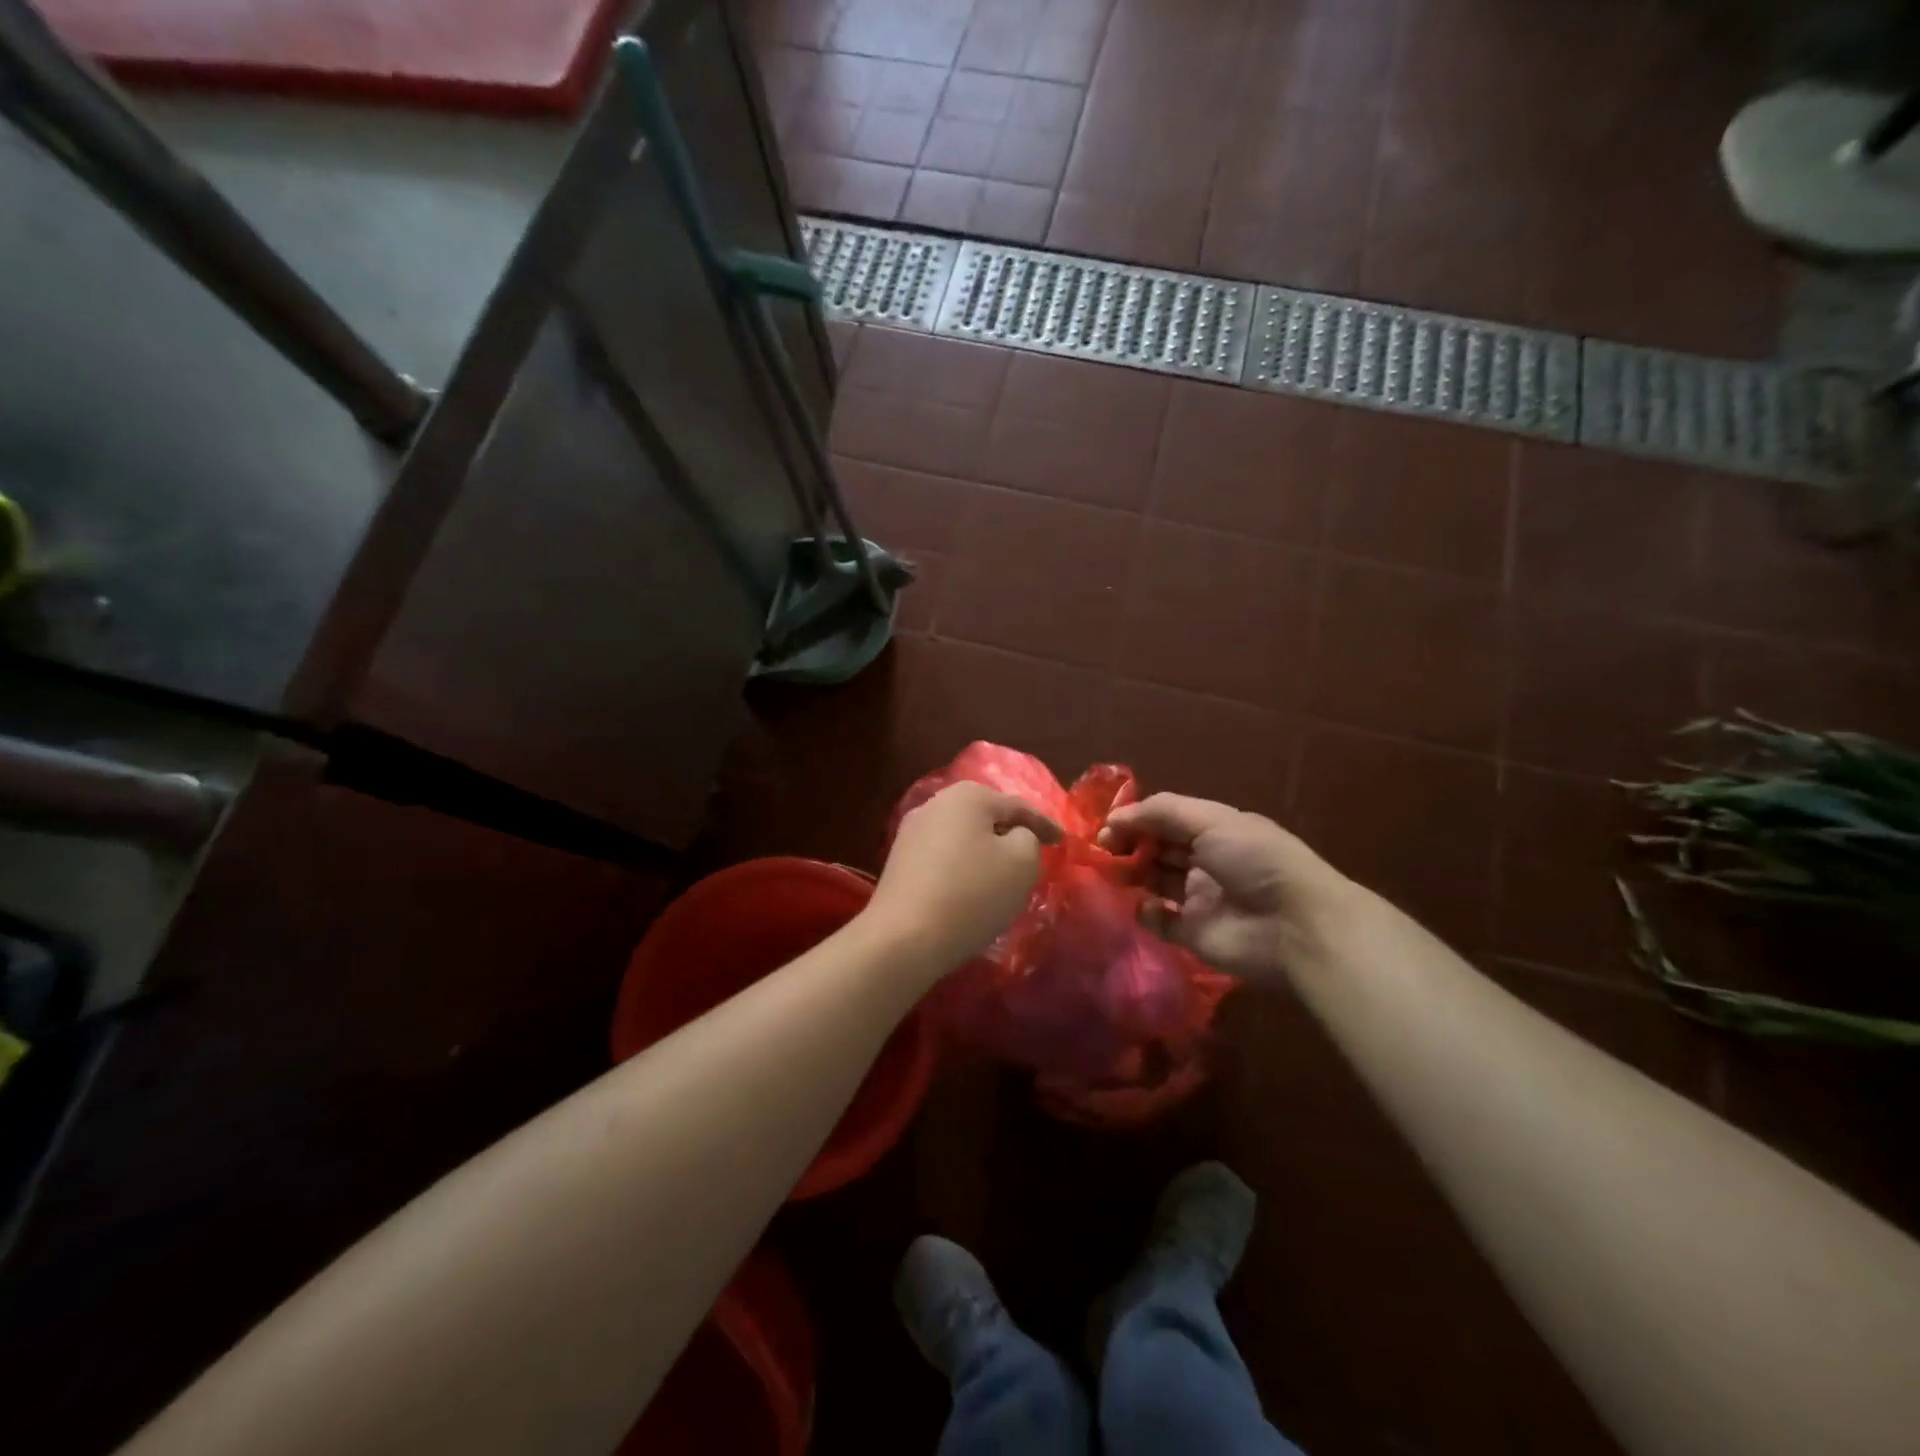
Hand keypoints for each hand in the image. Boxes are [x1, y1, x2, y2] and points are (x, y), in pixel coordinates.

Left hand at [867, 782, 1062, 974]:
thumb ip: (1029, 839)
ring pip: (962, 836)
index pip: (1018, 806)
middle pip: (985, 816)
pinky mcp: (899, 861)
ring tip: (1003, 872)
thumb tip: (1014, 835)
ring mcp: (911, 831)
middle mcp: (936, 803)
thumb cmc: (971, 894)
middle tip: (1033, 852)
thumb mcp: (1022, 863)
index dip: (1045, 825)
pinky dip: (962, 866)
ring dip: (984, 850)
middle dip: (1010, 832)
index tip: (1063, 841)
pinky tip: (970, 887)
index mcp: (968, 795)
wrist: (904, 938)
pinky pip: (943, 856)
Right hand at [1099, 793, 1354, 983]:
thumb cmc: (1254, 860)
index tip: (1107, 826)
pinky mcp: (1193, 934)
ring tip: (1110, 872)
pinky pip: (1160, 921)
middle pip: (1156, 849)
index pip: (1165, 820)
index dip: (1136, 820)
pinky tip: (1145, 906)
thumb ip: (1161, 812)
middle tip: (1102, 850)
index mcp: (1214, 831)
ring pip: (1154, 882)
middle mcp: (1205, 862)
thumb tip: (1114, 817)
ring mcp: (1199, 899)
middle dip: (1128, 845)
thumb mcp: (1212, 820)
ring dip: (1131, 874)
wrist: (1295, 925)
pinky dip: (1147, 912)